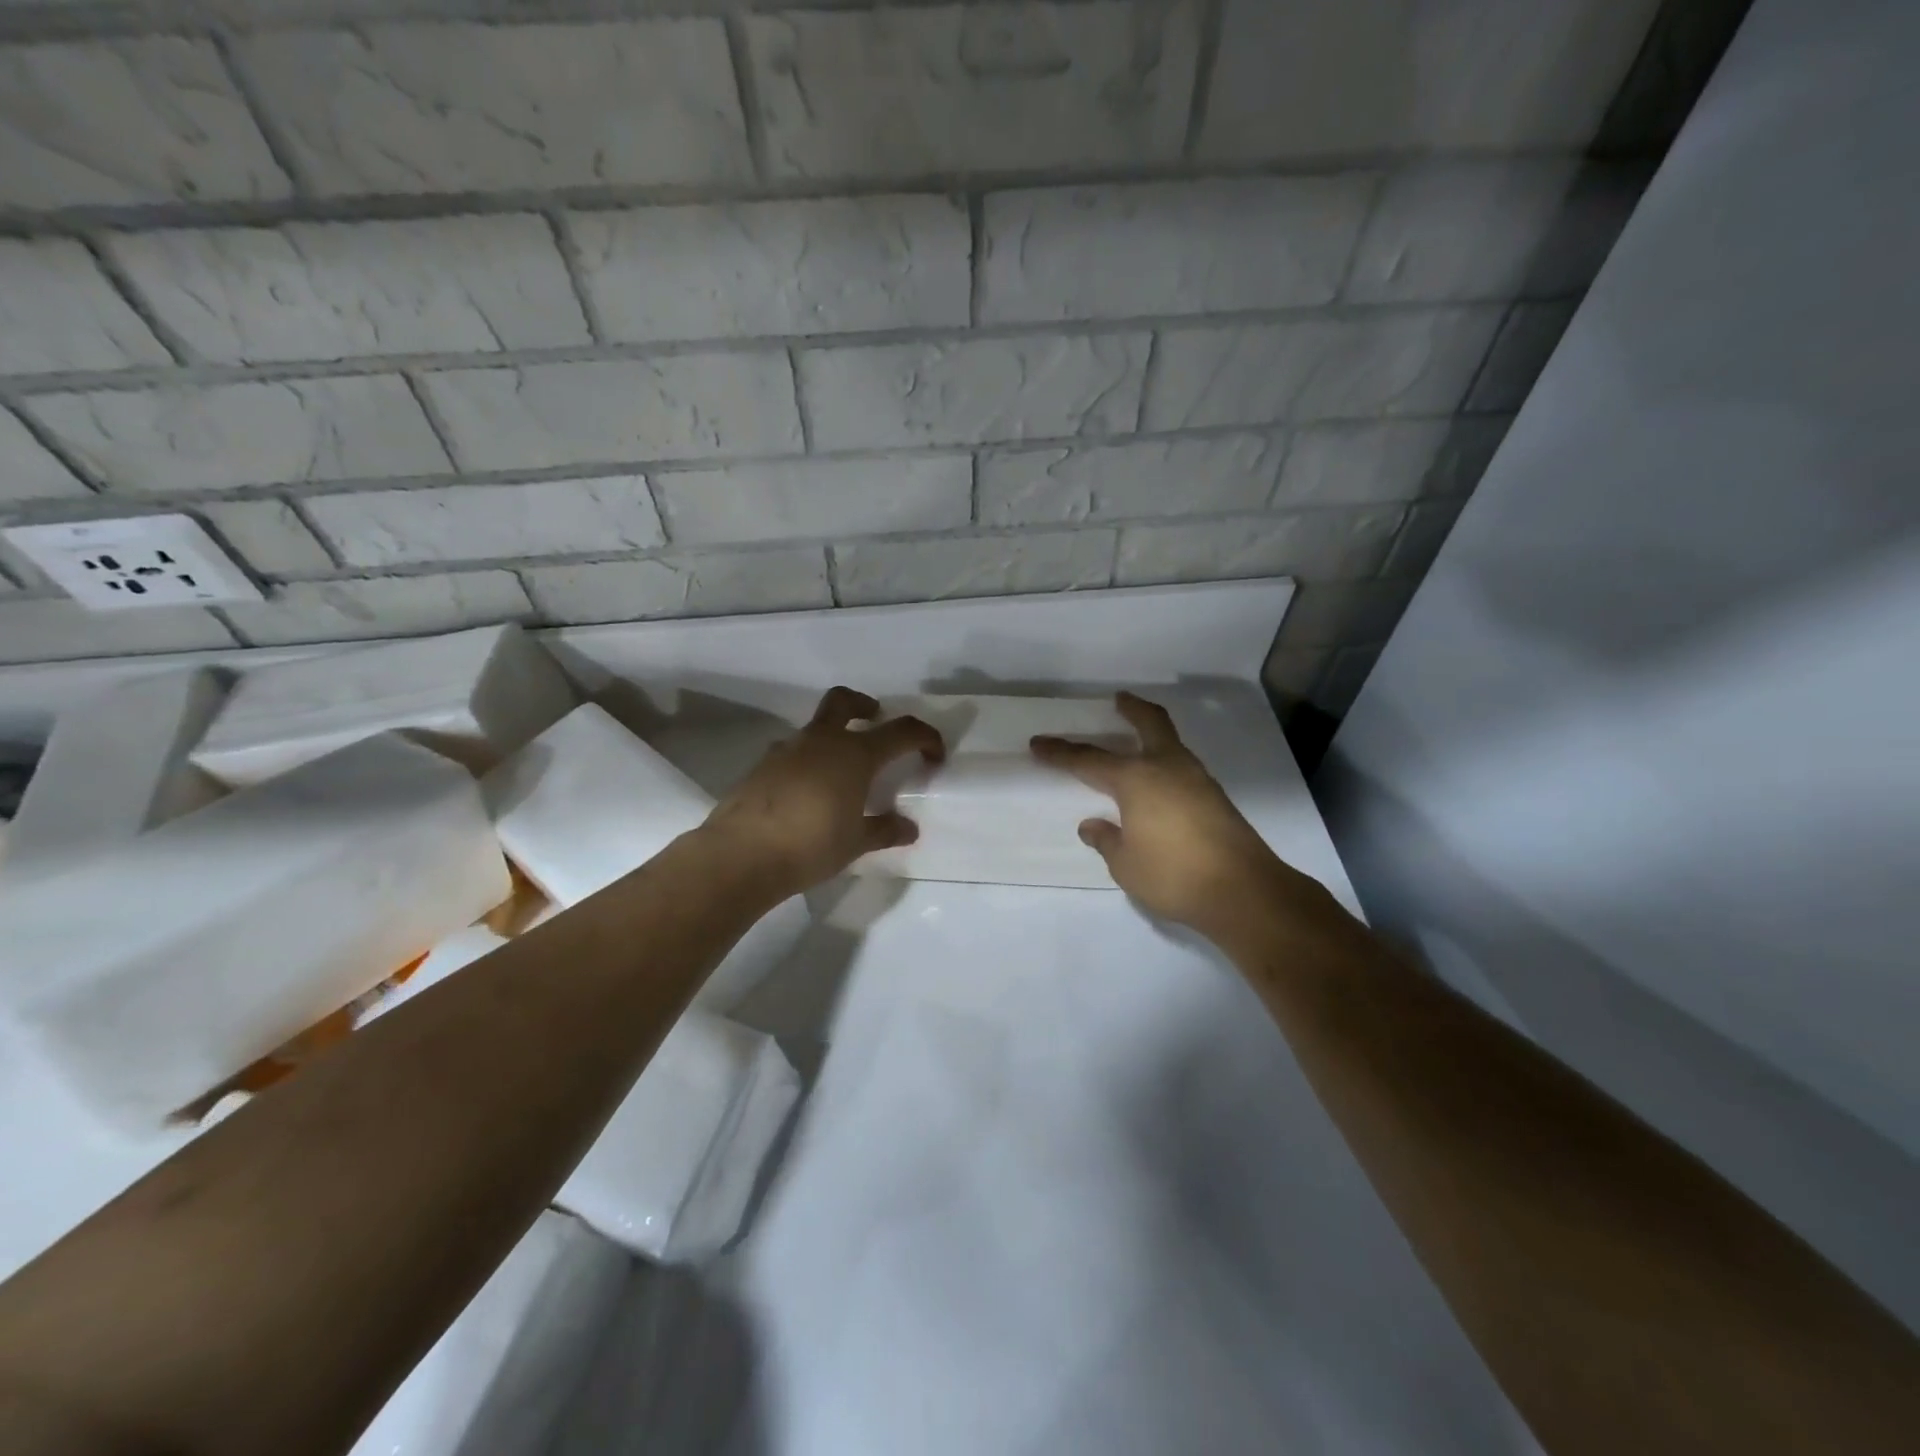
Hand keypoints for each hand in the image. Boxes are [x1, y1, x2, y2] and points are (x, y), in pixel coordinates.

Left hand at [703, 686, 944, 901]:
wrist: (741, 855)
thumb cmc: (811, 846)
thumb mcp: (856, 843)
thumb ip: (885, 830)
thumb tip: (908, 828)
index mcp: (854, 754)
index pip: (902, 731)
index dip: (924, 737)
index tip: (934, 754)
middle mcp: (821, 741)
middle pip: (844, 701)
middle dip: (863, 705)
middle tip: (874, 720)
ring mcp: (786, 750)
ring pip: (814, 728)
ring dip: (831, 738)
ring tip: (839, 775)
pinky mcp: (761, 767)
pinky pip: (791, 753)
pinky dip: (806, 762)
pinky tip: (806, 794)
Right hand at [1032, 692, 1333, 944]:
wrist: (1243, 892)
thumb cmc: (1173, 875)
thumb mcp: (1125, 864)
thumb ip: (1107, 840)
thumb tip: (1093, 825)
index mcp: (1136, 779)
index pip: (1088, 760)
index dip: (1060, 753)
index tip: (1038, 744)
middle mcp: (1167, 768)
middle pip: (1150, 724)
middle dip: (1132, 709)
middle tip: (1120, 700)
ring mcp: (1197, 780)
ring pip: (1171, 744)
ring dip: (1153, 735)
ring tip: (1137, 743)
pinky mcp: (1216, 799)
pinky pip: (1183, 768)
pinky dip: (1166, 763)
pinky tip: (1159, 785)